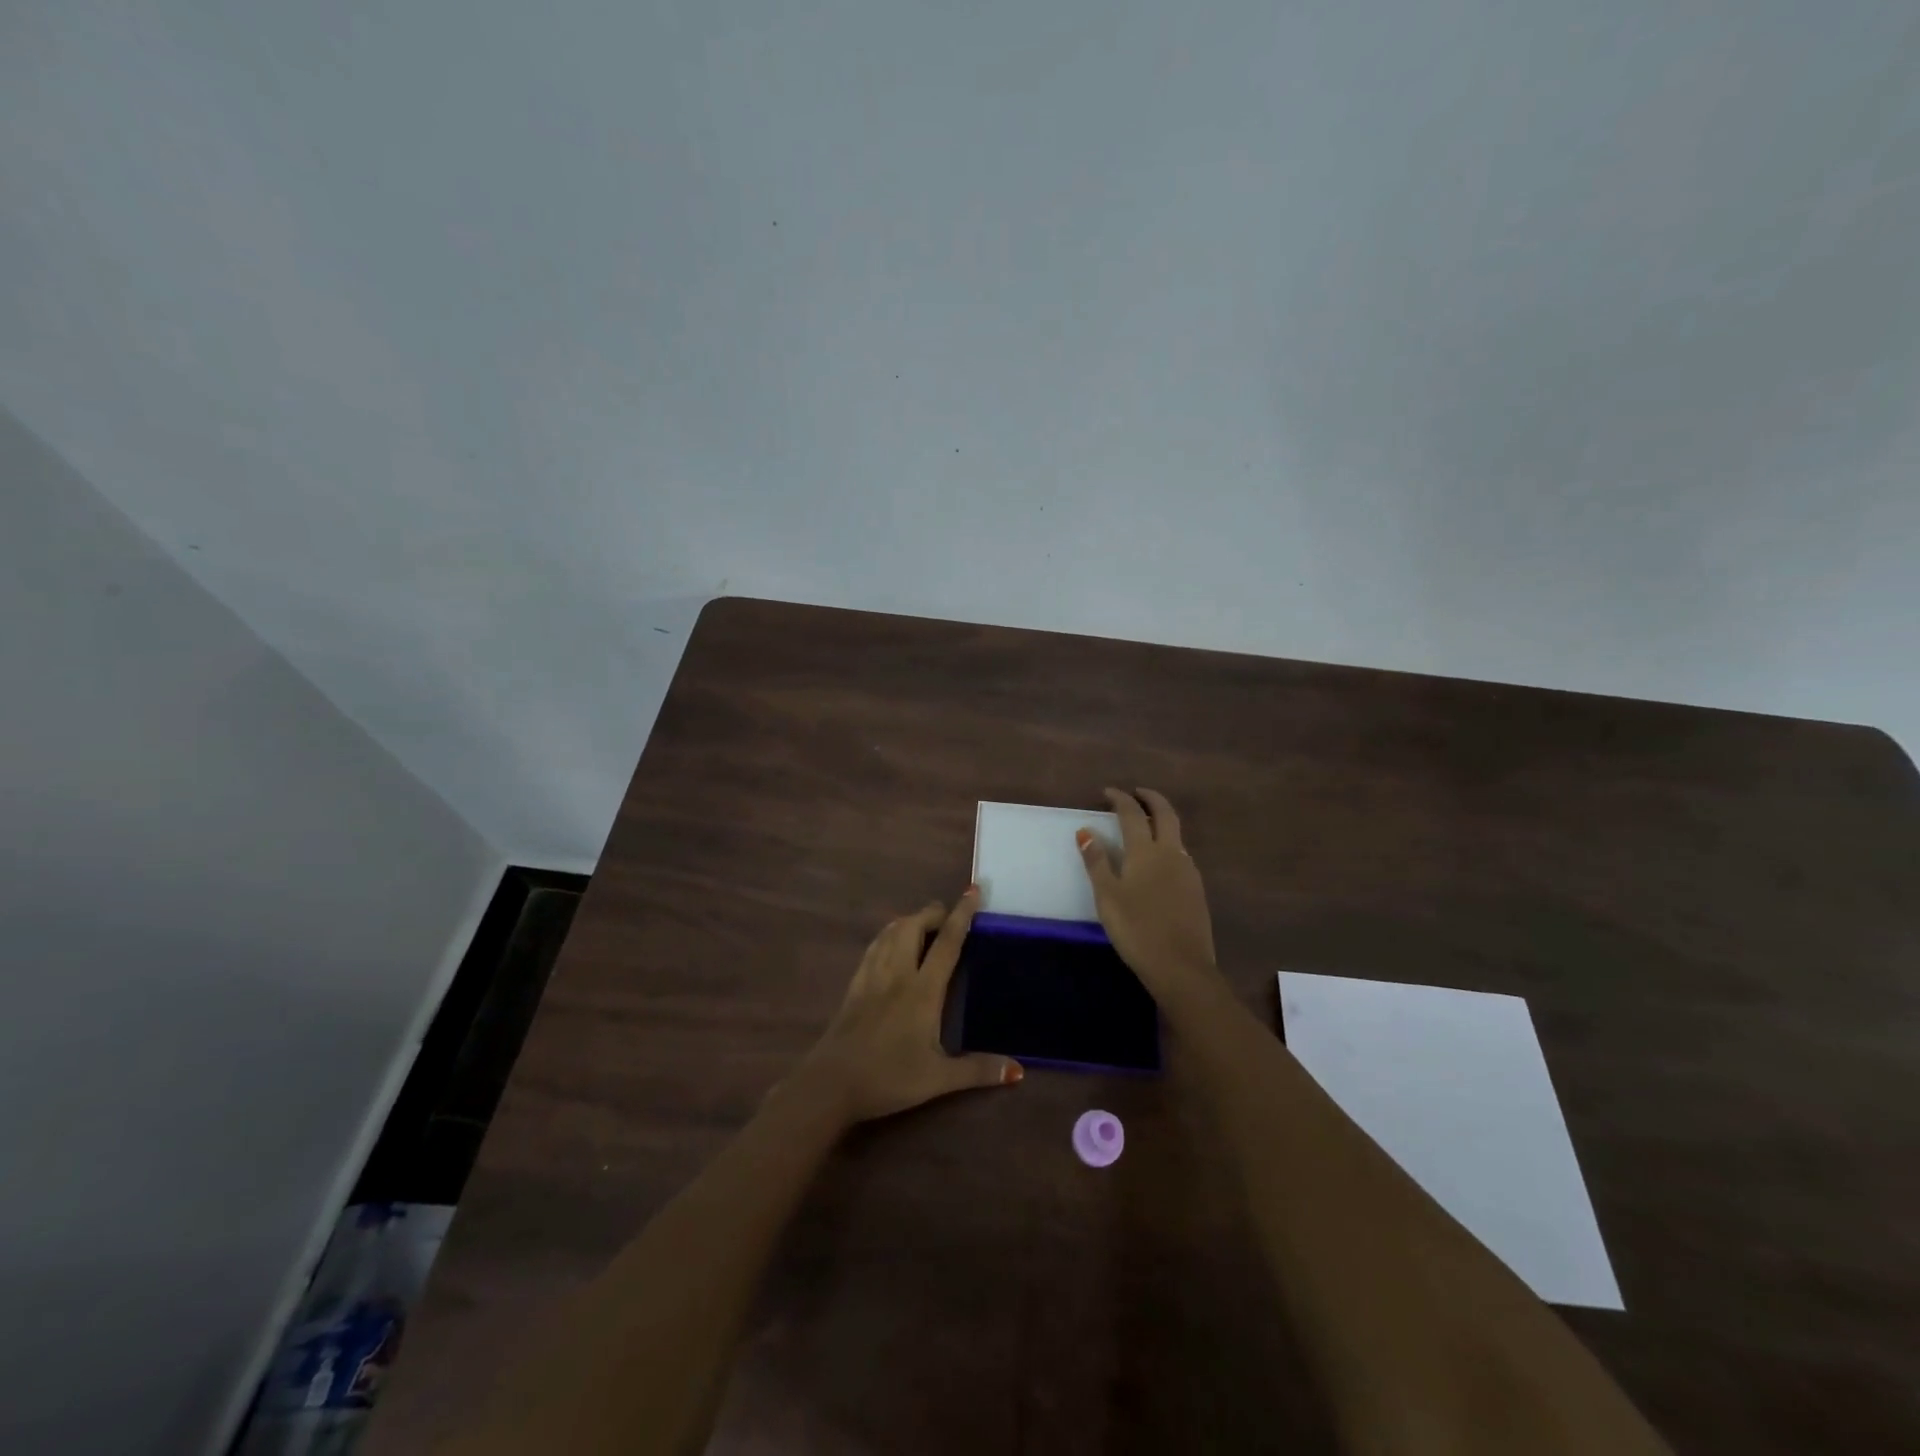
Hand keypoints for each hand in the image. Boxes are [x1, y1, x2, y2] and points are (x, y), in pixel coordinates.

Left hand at [798, 889, 1022, 1124]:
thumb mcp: (938, 1079)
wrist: (831, 1084)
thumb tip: (1018, 1070)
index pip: (947, 943)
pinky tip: (891, 943)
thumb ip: (978, 1070)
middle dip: (932, 913)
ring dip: (909, 920)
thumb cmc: (889, 1079)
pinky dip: (888, 935)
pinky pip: (874, 947)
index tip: (972, 890)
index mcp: (922, 991)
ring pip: (891, 932)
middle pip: (914, 926)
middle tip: (948, 916)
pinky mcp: (854, 985)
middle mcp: (897, 974)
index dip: (961, 914)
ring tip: (924, 924)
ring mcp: (872, 976)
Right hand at [1078, 788, 1217, 993]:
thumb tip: (1085, 831)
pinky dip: (1168, 843)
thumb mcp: (1107, 896)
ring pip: (1177, 834)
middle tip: (1136, 793)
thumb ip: (1097, 862)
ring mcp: (1188, 871)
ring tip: (1146, 824)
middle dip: (1151, 798)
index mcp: (1146, 851)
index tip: (1108, 791)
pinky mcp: (1196, 889)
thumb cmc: (1136, 929)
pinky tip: (1159, 860)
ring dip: (1162, 820)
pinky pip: (1181, 854)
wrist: (1181, 966)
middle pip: (1165, 814)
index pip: (1132, 814)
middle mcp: (1171, 853)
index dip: (1120, 799)